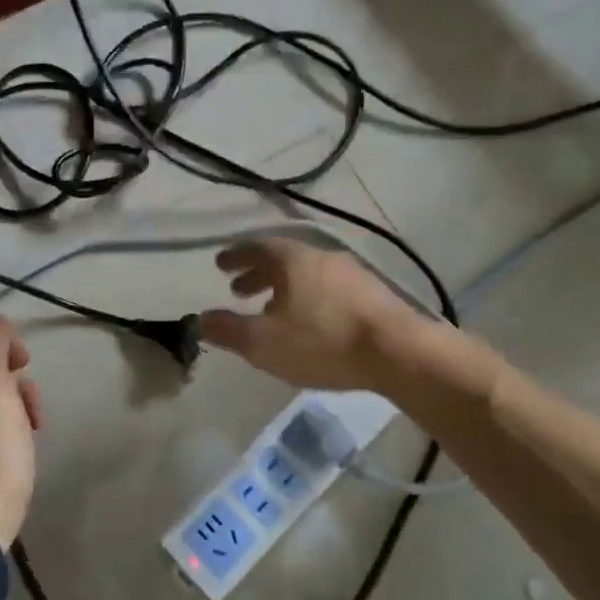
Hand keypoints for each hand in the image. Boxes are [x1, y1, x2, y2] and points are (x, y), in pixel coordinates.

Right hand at [200, 238, 427, 391]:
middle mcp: (322, 257)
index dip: (235, 256)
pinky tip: (311, 322)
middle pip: (283, 258)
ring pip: (308, 274)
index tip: (220, 265)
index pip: (256, 247)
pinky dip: (309, 298)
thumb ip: (228, 330)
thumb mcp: (263, 342)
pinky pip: (329, 288)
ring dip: (284, 287)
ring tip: (272, 310)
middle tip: (239, 290)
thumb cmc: (323, 342)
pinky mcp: (374, 294)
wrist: (399, 352)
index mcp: (293, 259)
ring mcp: (352, 273)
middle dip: (258, 274)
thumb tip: (199, 320)